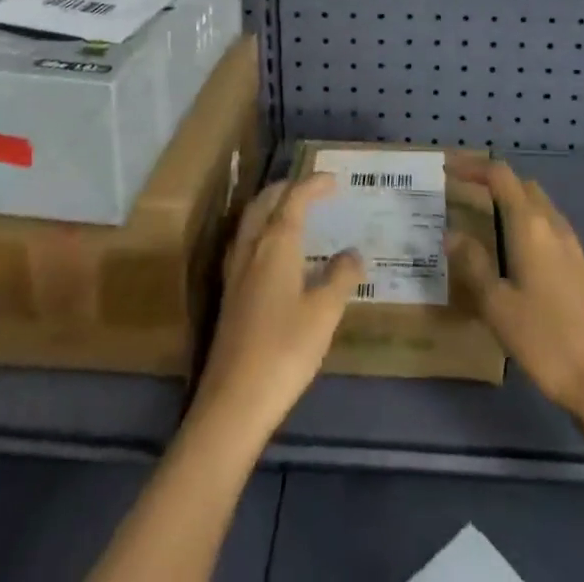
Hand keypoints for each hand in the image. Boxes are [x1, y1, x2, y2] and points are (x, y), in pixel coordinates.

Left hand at [193, 174, 363, 443]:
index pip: (294, 199)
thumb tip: (353, 253)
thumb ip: (340, 277)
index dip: (313, 184)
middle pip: (265, 203)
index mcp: (275, 244)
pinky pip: (246, 243)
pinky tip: (273, 254)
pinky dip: (263, 231)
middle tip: (311, 188)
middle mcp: (251, 249)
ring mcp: (236, 273)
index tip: (334, 180)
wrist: (233, 403)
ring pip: (251, 222)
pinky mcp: (230, 296)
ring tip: (292, 211)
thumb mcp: (324, 313)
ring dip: (271, 207)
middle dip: (287, 189)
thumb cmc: (284, 350)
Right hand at [447, 154, 583, 424]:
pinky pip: (545, 223)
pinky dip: (523, 219)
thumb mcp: (497, 305)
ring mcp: (570, 243)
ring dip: (508, 199)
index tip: (446, 167)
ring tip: (479, 216)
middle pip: (520, 184)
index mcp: (530, 224)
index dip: (473, 166)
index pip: (500, 176)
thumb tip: (452, 234)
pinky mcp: (578, 264)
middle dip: (490, 180)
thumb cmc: (544, 339)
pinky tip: (509, 248)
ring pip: (536, 203)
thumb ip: (473, 264)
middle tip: (459, 191)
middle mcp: (552, 223)